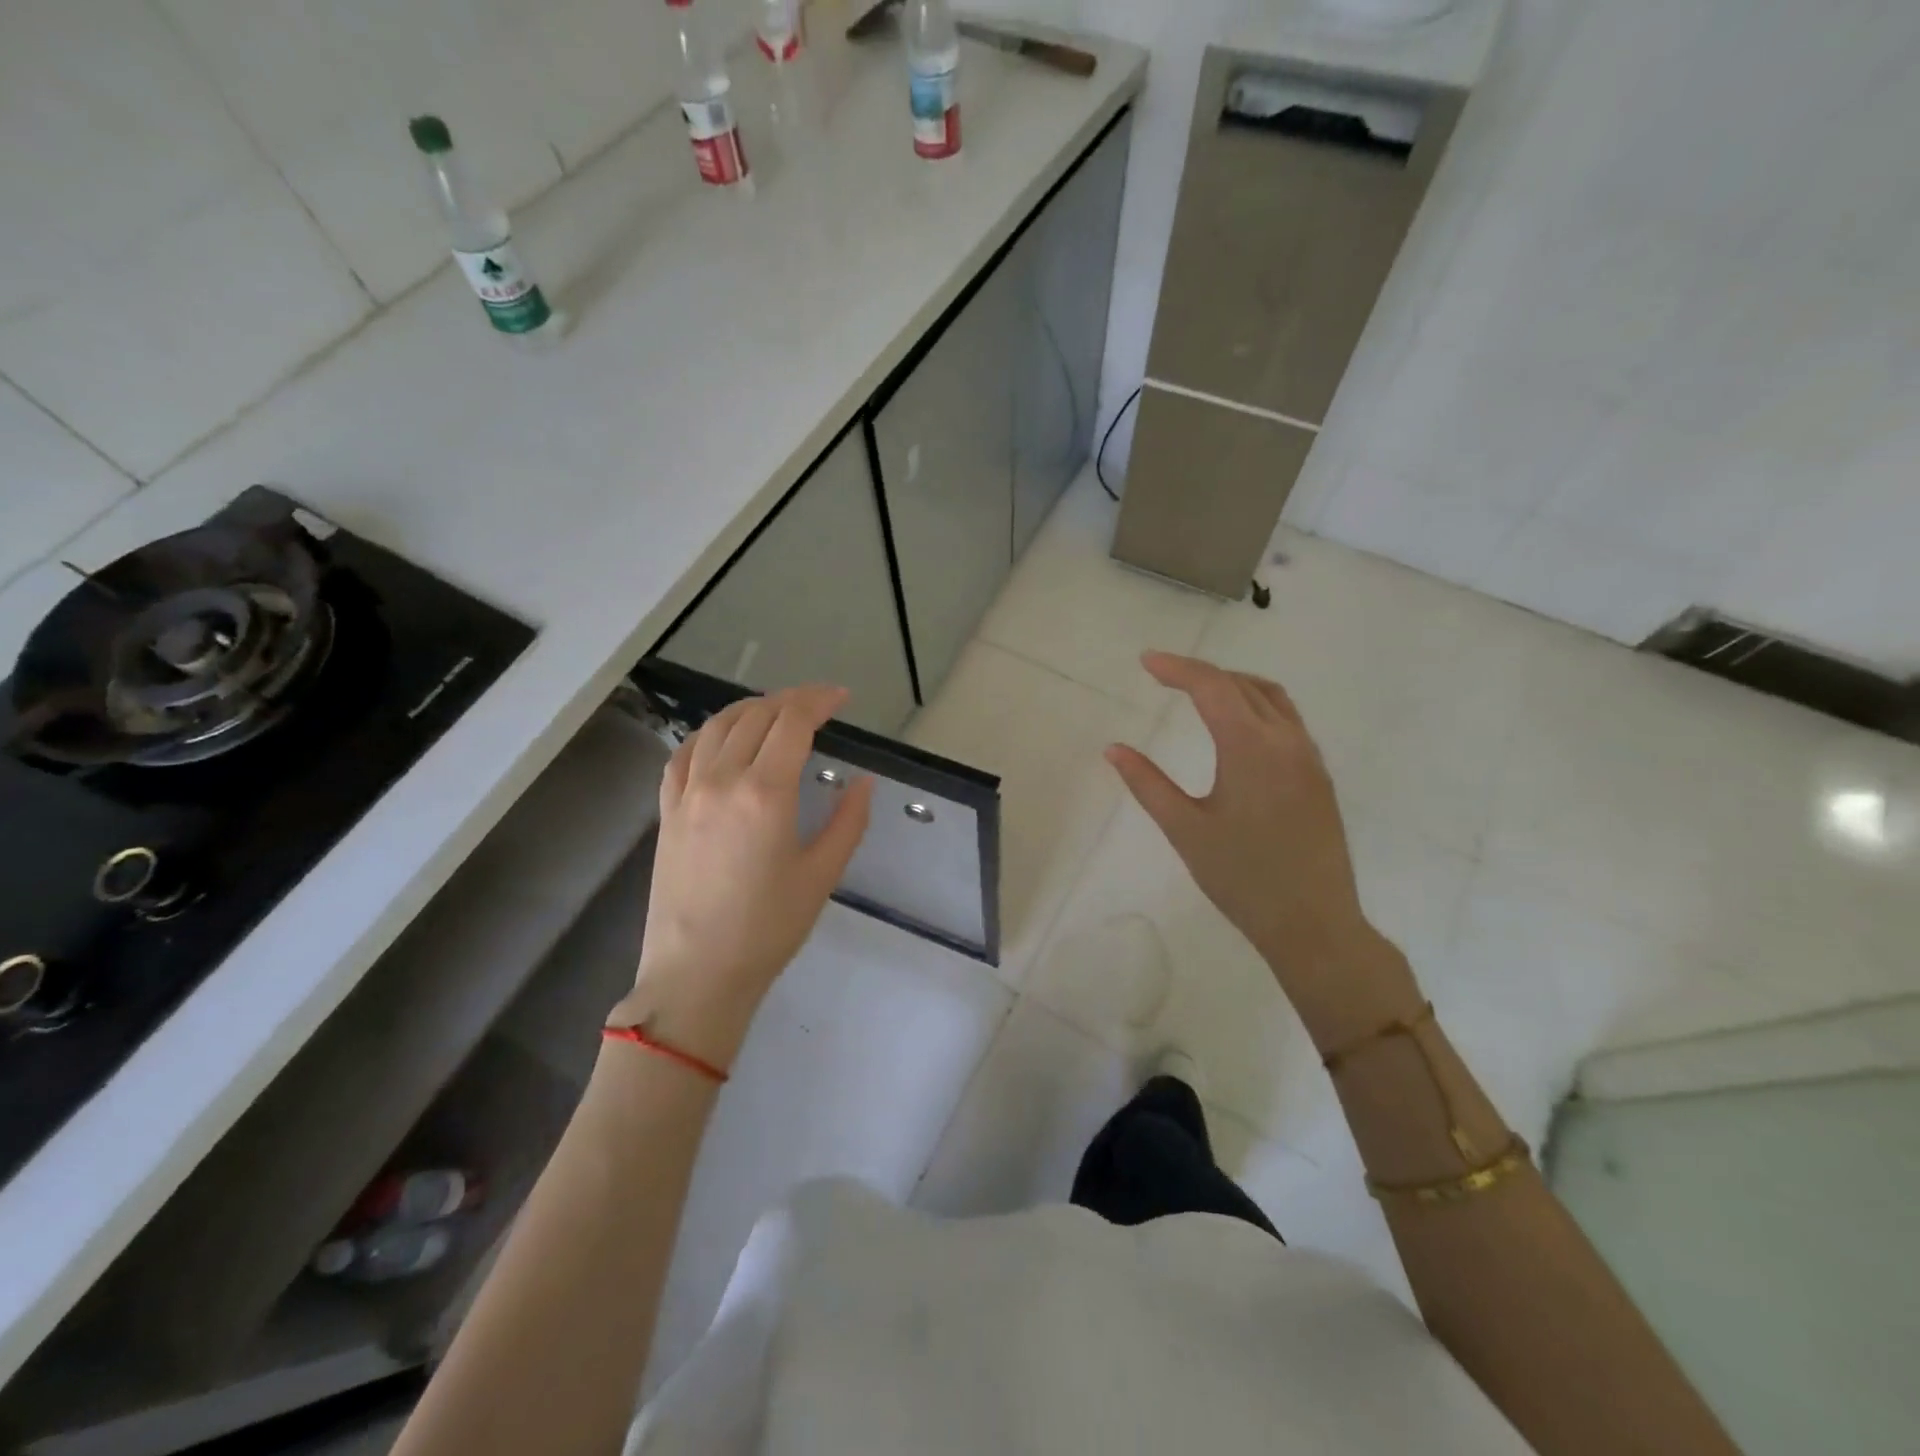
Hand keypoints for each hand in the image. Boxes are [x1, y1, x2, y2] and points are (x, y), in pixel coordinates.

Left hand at [609, 685, 872, 1067]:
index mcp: (765, 793)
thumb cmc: (768, 929)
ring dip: (750, 708)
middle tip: (818, 704)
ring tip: (775, 711)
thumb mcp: (822, 875)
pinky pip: (683, 754)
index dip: (819, 701)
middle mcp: (722, 780)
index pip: (792, 722)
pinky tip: (721, 739)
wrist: (697, 974)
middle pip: (756, 715)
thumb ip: (848, 821)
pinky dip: (707, 734)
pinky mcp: (667, 811)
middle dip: (791, 699)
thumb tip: (864, 782)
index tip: (842, 699)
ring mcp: (687, 794)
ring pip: (716, 726)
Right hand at [1105, 652, 1414, 1040]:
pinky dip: (1257, 706)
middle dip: (1202, 673)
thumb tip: (1113, 749)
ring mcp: (1309, 758)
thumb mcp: (1185, 829)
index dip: (1177, 668)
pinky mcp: (1319, 777)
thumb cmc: (1242, 878)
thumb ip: (1147, 784)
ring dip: (1234, 685)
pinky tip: (1237, 729)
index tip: (1146, 661)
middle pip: (1243, 685)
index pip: (1212, 687)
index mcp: (1251, 748)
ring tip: (1199, 692)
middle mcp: (1286, 741)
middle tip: (1164, 675)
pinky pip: (1288, 721)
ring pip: (1272, 698)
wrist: (1313, 923)